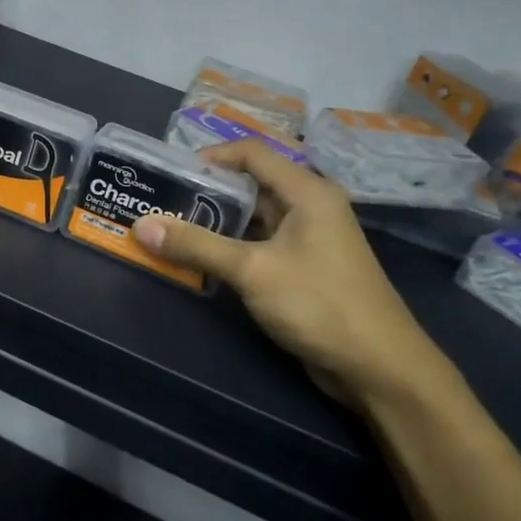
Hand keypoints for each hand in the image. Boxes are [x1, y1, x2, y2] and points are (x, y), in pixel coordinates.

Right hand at [132, 141, 464, 415]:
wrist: (379, 367)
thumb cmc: (319, 304)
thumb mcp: (252, 270)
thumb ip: (196, 245)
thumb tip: (142, 225)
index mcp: (307, 192)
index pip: (251, 153)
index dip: (210, 156)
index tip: (170, 173)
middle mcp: (309, 207)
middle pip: (250, 184)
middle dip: (205, 191)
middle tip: (161, 202)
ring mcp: (307, 239)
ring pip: (252, 217)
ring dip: (214, 222)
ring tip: (170, 229)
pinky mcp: (302, 268)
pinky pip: (257, 245)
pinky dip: (228, 247)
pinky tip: (198, 259)